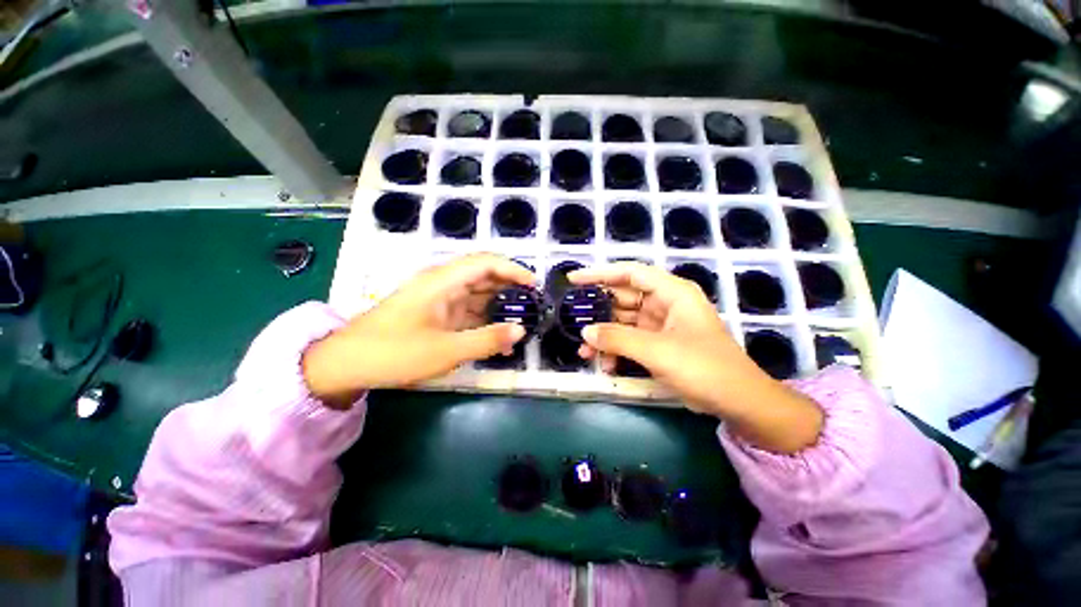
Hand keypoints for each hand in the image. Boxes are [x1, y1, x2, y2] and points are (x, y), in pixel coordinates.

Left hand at [303, 253, 533, 405]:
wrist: (346, 363)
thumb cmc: (394, 352)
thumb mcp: (445, 350)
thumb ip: (487, 340)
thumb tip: (521, 331)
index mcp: (442, 281)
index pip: (486, 263)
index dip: (513, 270)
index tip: (534, 286)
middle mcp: (442, 283)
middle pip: (483, 275)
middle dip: (510, 287)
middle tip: (533, 304)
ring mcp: (438, 298)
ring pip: (477, 293)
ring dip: (498, 305)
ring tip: (521, 319)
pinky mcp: (435, 313)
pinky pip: (466, 310)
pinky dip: (484, 319)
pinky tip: (497, 335)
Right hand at [569, 262, 822, 452]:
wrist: (737, 402)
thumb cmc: (703, 367)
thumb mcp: (657, 351)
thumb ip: (618, 339)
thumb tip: (585, 331)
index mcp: (671, 292)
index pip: (630, 273)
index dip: (600, 273)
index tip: (574, 280)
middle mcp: (665, 303)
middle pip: (622, 298)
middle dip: (598, 312)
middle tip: (573, 320)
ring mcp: (661, 324)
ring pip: (623, 322)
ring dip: (604, 336)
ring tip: (584, 351)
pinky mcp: (658, 343)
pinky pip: (630, 340)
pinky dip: (616, 350)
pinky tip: (605, 365)